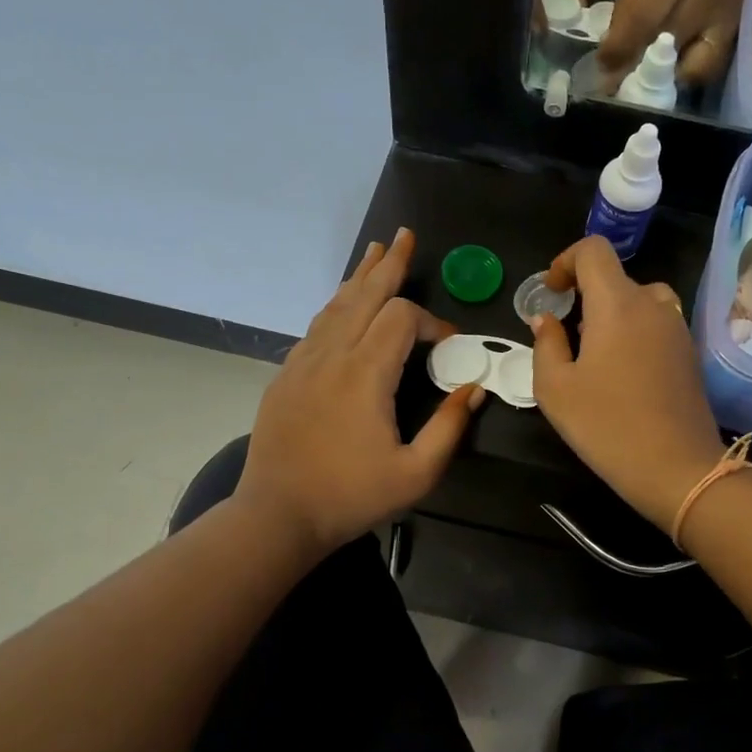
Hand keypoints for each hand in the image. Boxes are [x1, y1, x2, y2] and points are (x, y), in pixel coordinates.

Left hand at [237, 229, 481, 555]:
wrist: (276, 515)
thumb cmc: (350, 497)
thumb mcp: (416, 474)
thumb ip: (450, 428)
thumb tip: (475, 389)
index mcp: (365, 374)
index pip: (401, 319)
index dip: (432, 322)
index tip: (450, 345)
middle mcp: (332, 356)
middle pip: (363, 295)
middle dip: (389, 266)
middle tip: (405, 236)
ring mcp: (303, 363)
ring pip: (335, 305)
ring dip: (359, 278)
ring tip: (376, 252)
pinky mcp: (286, 376)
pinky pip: (315, 327)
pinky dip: (336, 306)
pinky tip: (342, 305)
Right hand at [532, 237, 727, 528]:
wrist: (677, 468)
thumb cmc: (607, 426)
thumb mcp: (555, 388)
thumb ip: (545, 343)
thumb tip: (547, 319)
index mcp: (617, 304)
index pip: (593, 250)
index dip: (566, 261)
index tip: (552, 293)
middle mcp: (652, 305)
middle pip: (615, 278)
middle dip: (584, 296)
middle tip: (564, 336)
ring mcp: (677, 329)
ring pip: (639, 301)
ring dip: (611, 314)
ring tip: (593, 354)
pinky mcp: (689, 353)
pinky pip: (656, 324)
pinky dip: (634, 332)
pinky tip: (622, 374)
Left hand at [596, 0, 751, 90]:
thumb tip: (611, 41)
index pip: (642, 18)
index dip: (619, 49)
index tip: (601, 67)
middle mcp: (701, 2)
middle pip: (660, 47)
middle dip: (632, 70)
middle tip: (613, 84)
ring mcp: (720, 24)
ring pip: (686, 67)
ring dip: (661, 79)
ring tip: (644, 79)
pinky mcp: (733, 38)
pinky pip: (707, 70)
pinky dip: (687, 77)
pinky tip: (674, 72)